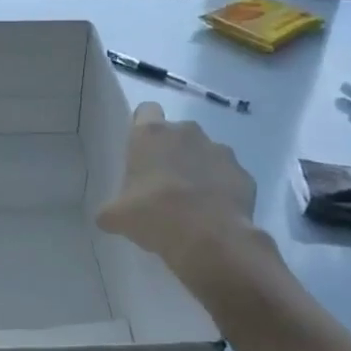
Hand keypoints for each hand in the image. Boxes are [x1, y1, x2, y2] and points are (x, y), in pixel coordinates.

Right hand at [96, 102, 262, 282]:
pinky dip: (222, 189)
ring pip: (205, 153)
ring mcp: (219, 151)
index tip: (140, 150)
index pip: (146, 111)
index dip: (142, 127)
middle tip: (163, 183)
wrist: (208, 239)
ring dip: (198, 169)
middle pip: (177, 133)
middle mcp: (187, 133)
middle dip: (172, 152)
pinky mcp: (243, 174)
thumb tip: (107, 217)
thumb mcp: (118, 217)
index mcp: (151, 135)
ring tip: (192, 202)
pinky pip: (228, 176)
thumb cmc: (154, 215)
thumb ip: (111, 210)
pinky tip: (214, 213)